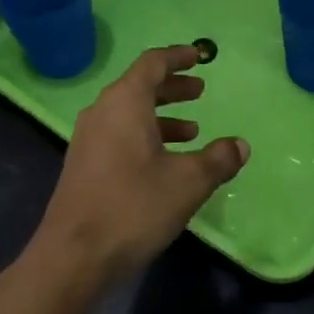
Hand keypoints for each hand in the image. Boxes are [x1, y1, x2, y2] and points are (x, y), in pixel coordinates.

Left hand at [31, 45, 249, 284]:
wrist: (73, 256)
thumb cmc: (133, 207)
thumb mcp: (187, 182)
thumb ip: (218, 159)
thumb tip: (240, 145)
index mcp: (125, 102)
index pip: (153, 63)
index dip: (178, 57)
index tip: (199, 56)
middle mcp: (102, 112)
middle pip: (140, 86)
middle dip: (172, 87)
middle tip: (200, 91)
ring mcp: (89, 139)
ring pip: (129, 113)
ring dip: (162, 116)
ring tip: (193, 132)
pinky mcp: (84, 165)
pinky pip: (119, 134)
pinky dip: (146, 136)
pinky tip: (166, 163)